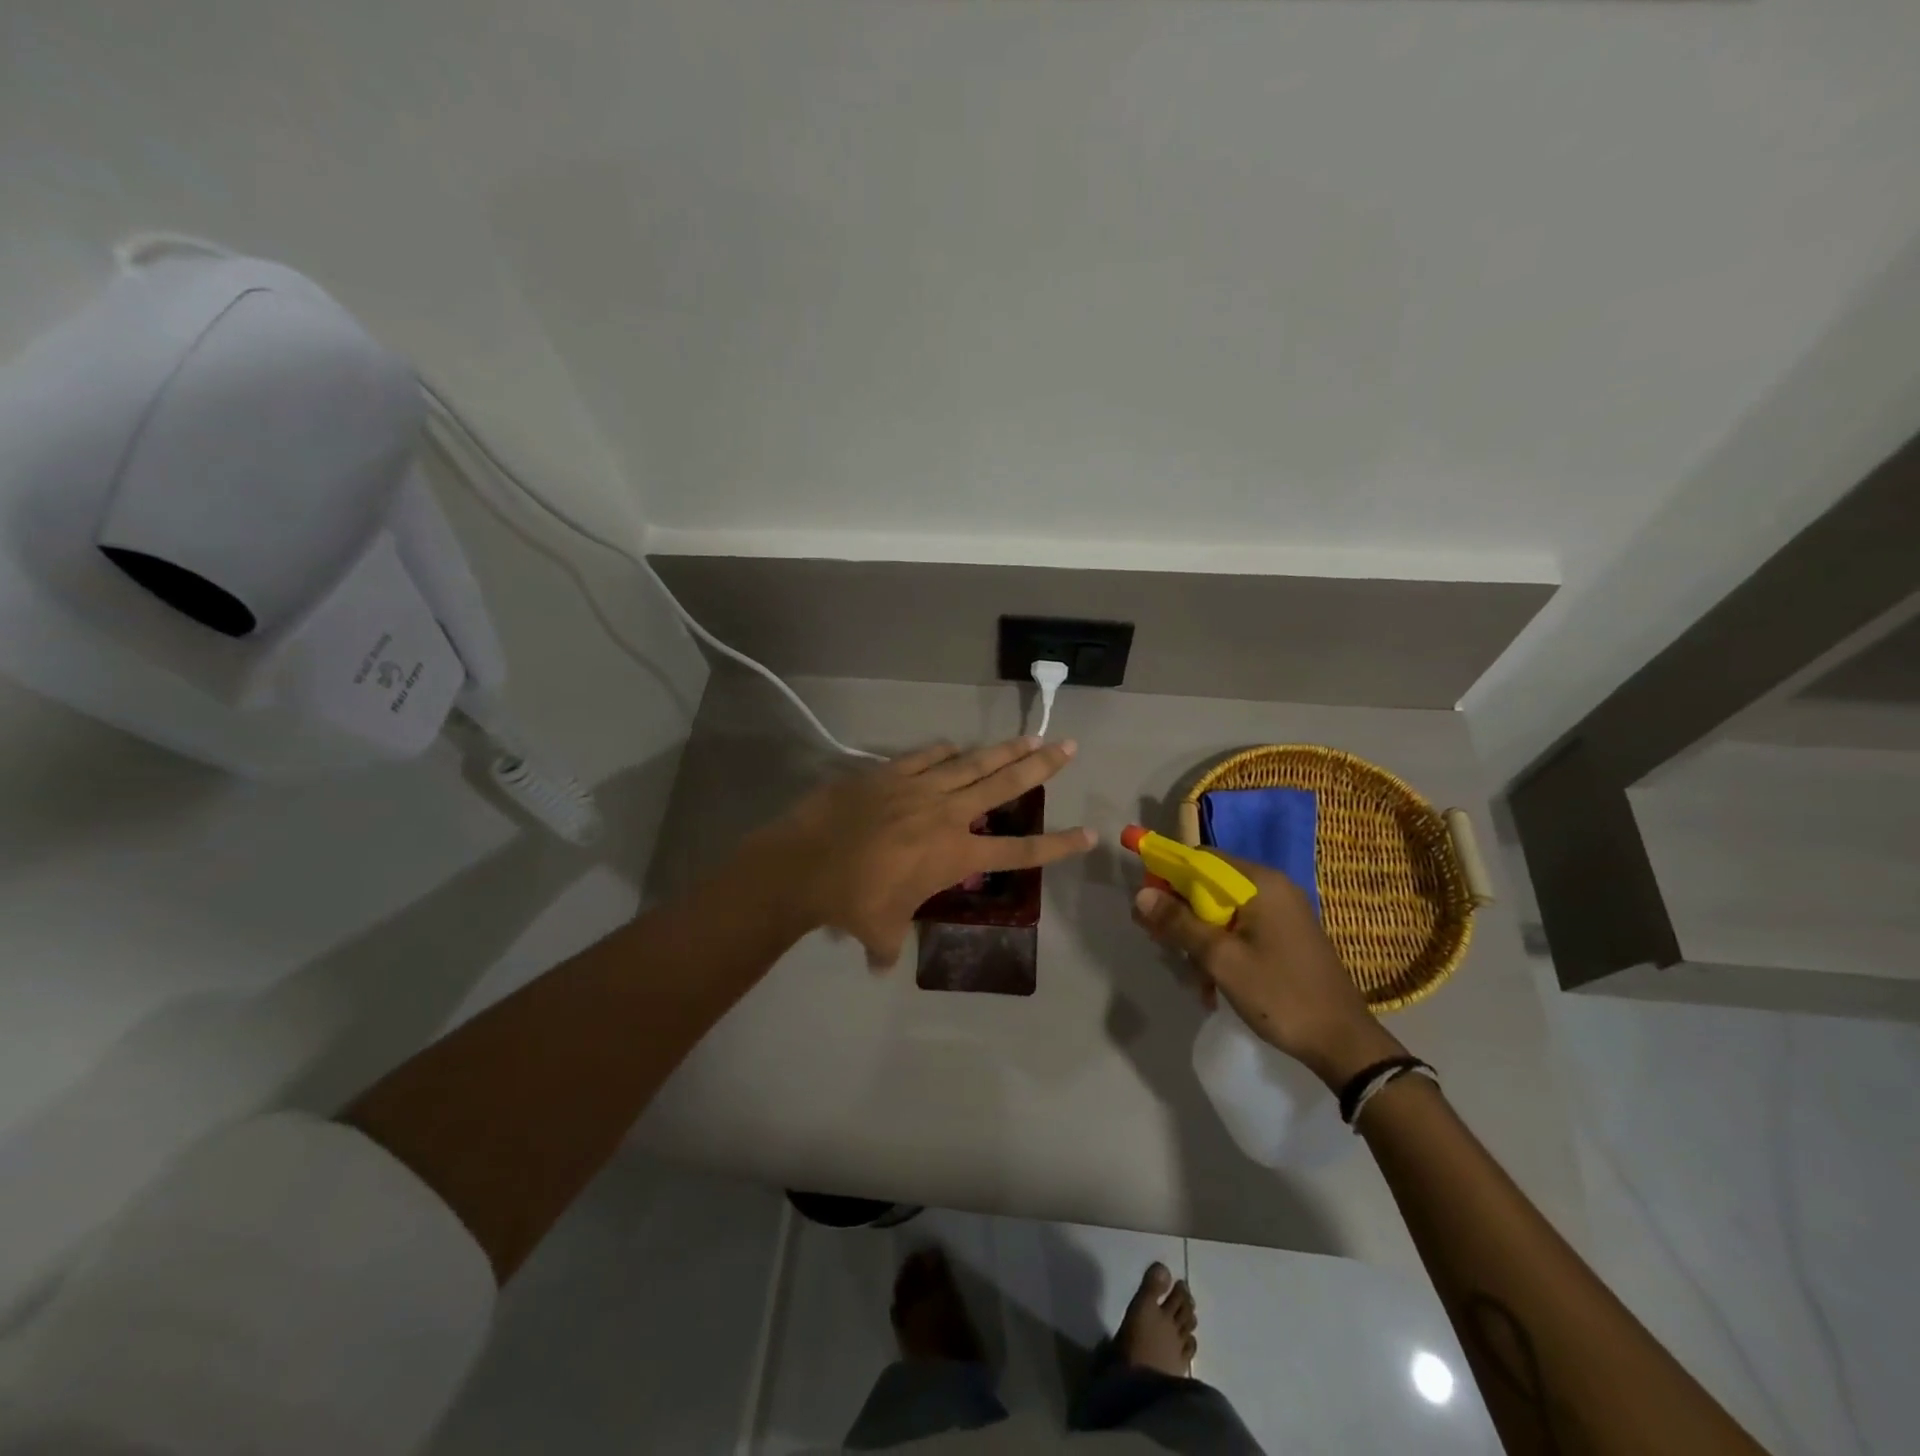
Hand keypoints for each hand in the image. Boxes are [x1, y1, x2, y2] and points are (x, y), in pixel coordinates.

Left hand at [762, 737, 1096, 967]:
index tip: (1089, 834)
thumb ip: (888, 946)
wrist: (807, 863)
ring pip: (973, 762)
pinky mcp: (889, 772)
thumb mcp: (880, 931)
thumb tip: (880, 967)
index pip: (1019, 851)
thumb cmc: (853, 902)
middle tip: (1067, 748)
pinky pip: (926, 756)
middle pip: (1005, 785)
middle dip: (1040, 766)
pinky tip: (955, 747)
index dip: (1057, 844)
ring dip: (1004, 749)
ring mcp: (919, 787)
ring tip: (1030, 736)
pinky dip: (944, 752)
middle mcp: (947, 814)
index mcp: (955, 855)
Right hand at [1131, 858, 1402, 1088]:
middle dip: (1181, 913)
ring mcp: (1282, 912)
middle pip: (1210, 884)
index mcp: (1260, 883)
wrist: (1343, 1042)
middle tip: (1159, 941)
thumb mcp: (1221, 959)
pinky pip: (1240, 928)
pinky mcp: (1285, 935)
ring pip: (1222, 910)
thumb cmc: (1279, 994)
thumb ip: (1180, 923)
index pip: (1201, 858)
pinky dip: (1221, 948)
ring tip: (1193, 977)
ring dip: (1200, 938)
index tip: (1146, 903)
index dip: (1168, 874)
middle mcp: (1272, 888)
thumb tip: (1141, 893)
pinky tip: (1213, 984)